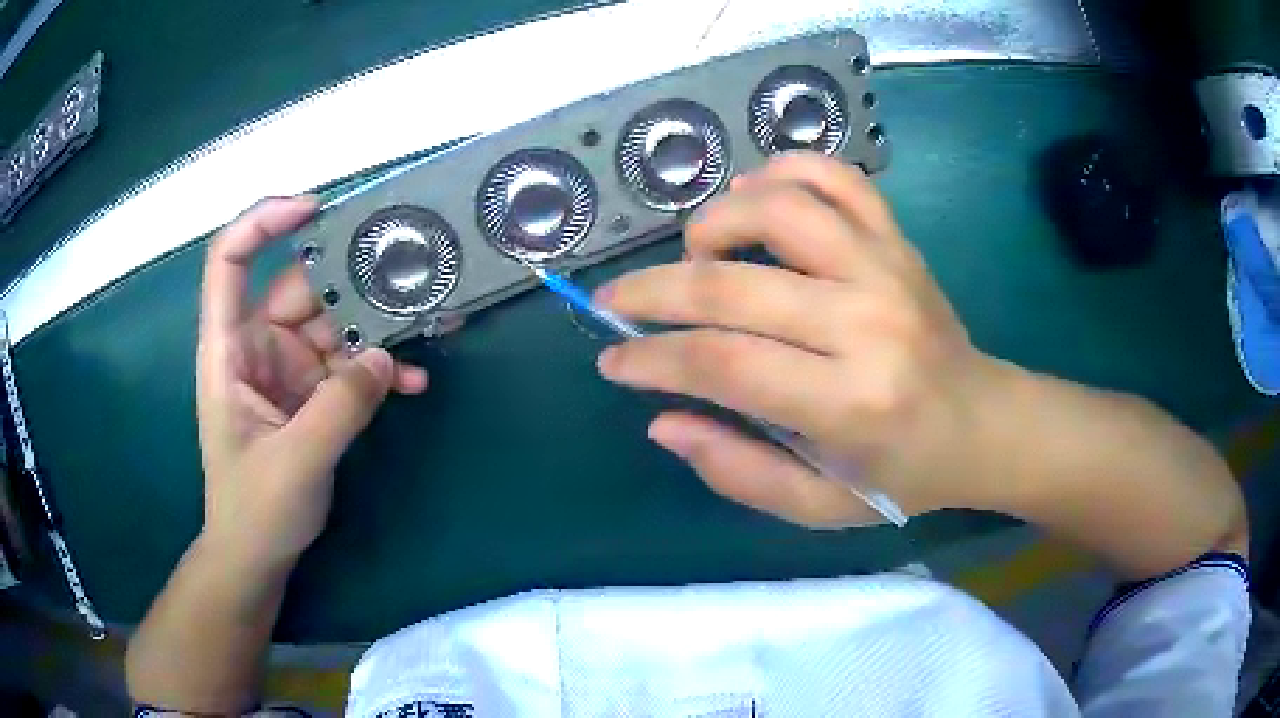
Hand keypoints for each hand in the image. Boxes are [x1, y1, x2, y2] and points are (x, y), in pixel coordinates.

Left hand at [196, 198, 427, 568]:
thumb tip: (387, 356)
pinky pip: (351, 365)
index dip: (264, 222)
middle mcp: (258, 345)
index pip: (231, 260)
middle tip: (409, 276)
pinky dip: (381, 370)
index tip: (315, 210)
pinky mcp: (313, 393)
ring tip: (428, 328)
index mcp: (229, 348)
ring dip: (378, 329)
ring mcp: (288, 368)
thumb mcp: (295, 462)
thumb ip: (339, 407)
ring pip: (335, 324)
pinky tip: (414, 384)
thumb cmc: (255, 509)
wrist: (259, 554)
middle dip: (352, 283)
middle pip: (302, 288)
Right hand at [595, 153, 1009, 526]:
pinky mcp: (898, 239)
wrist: (981, 423)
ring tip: (694, 252)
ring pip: (778, 207)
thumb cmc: (902, 474)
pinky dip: (782, 170)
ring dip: (714, 221)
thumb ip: (738, 472)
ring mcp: (886, 267)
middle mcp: (867, 321)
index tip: (613, 360)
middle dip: (651, 292)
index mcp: (850, 402)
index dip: (652, 358)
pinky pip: (836, 177)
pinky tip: (754, 196)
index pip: (723, 362)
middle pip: (731, 283)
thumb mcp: (820, 505)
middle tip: (615, 302)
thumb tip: (663, 419)